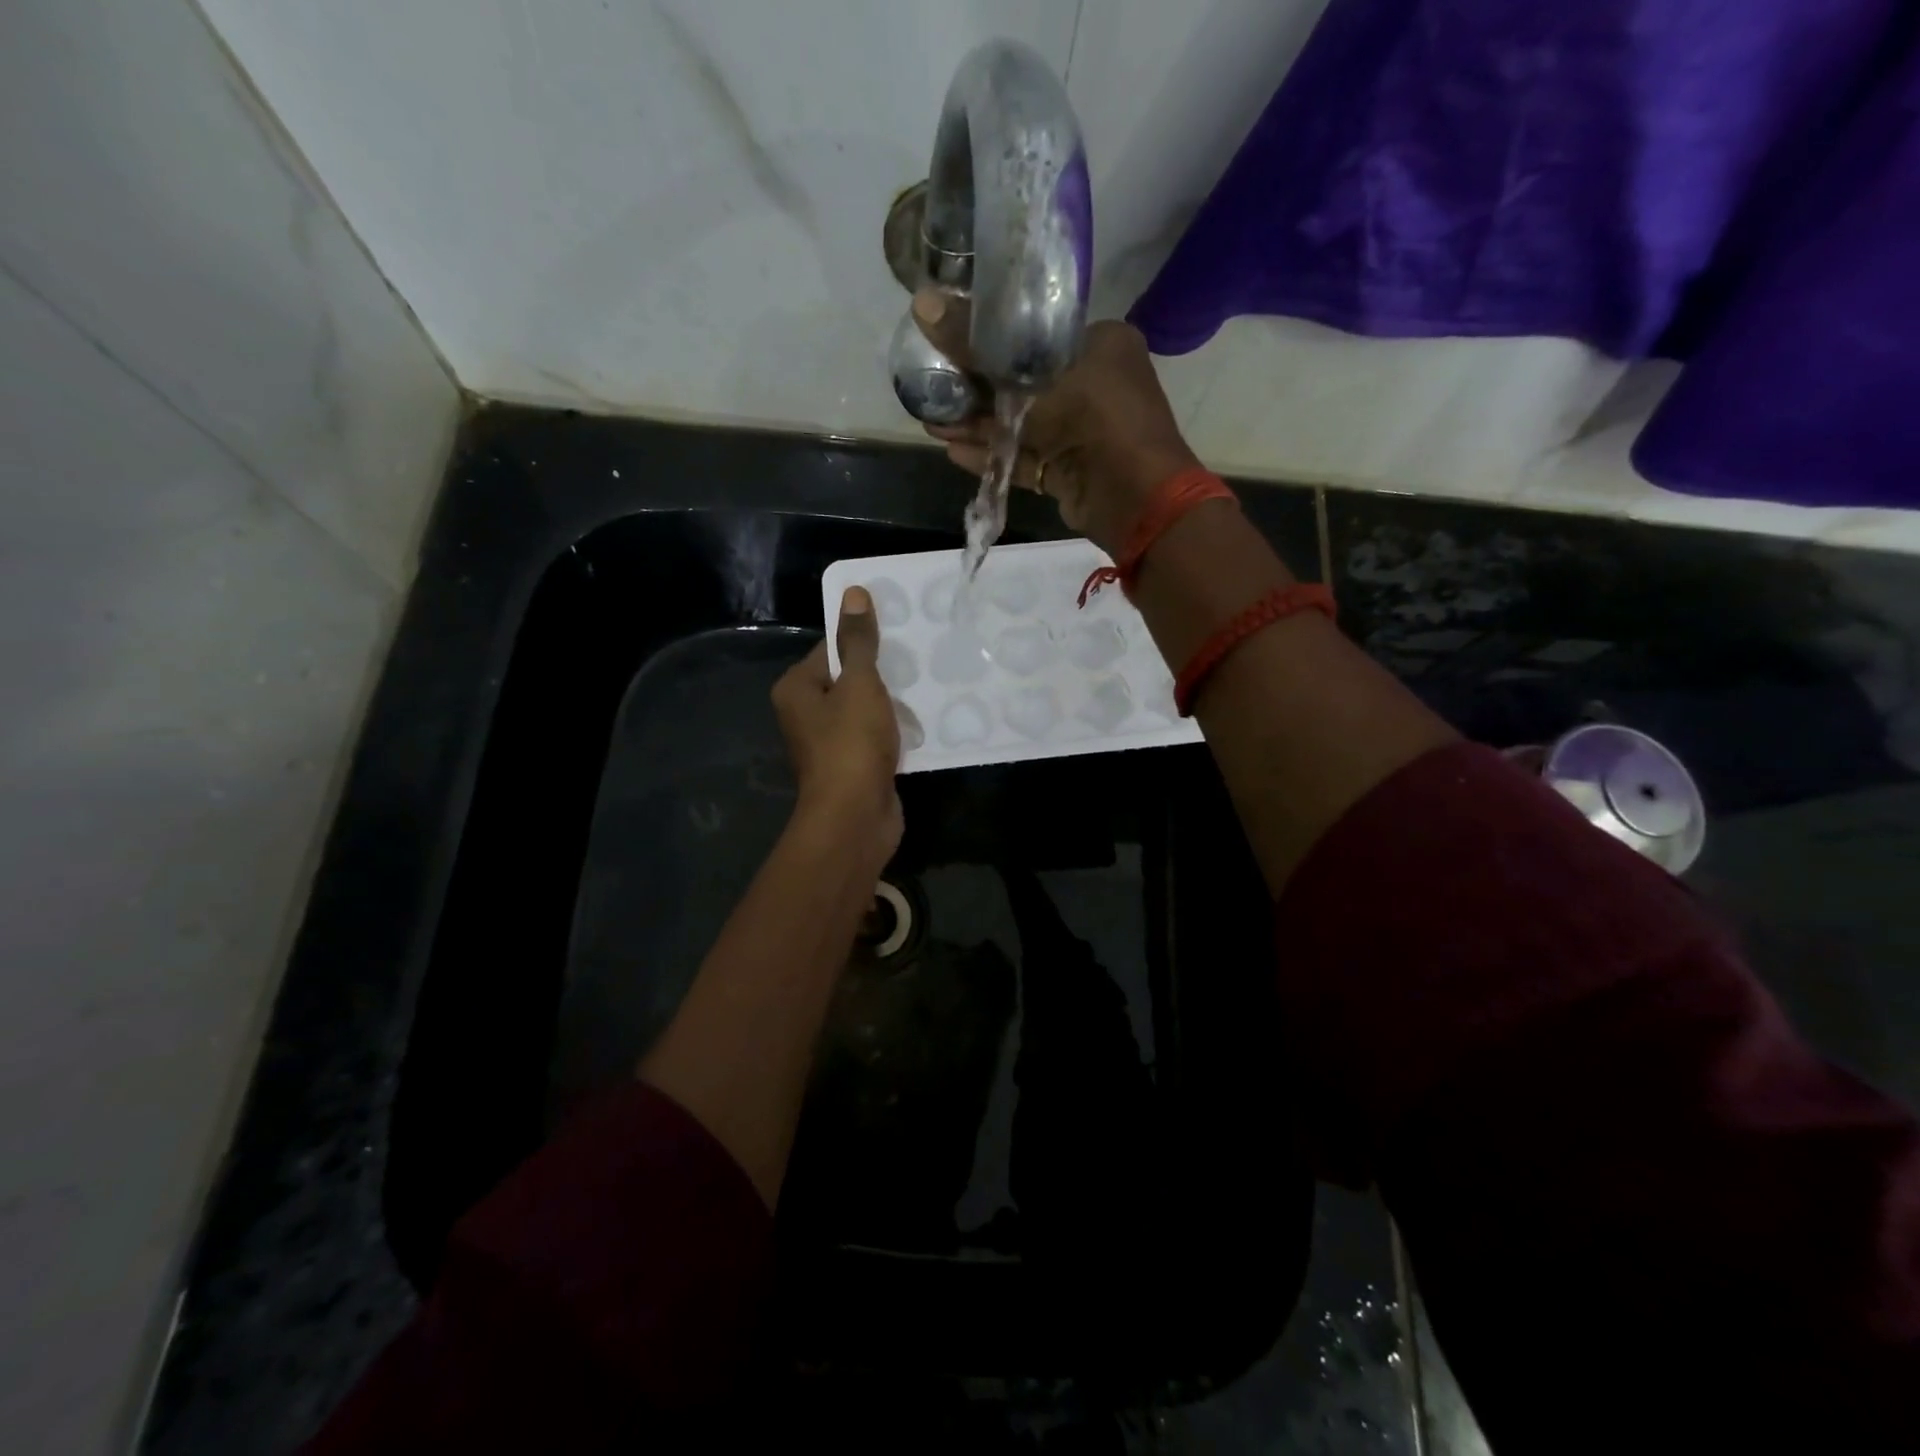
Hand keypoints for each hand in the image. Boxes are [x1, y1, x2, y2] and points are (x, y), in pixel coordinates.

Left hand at [771, 586, 902, 867]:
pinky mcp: (853, 766)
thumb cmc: (851, 743)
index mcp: (797, 689)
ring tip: (926, 686)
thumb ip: (859, 640)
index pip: (831, 649)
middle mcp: (806, 714)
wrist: (855, 817)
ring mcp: (830, 743)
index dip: (863, 639)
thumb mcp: (859, 684)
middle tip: (919, 658)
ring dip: (892, 703)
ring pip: (865, 710)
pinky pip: (876, 737)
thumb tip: (854, 593)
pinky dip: (896, 730)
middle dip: (882, 673)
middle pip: (848, 679)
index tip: (899, 632)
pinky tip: (923, 722)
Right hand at [912, 288, 1201, 553]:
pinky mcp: (1070, 471)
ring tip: (932, 424)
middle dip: (976, 390)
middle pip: (1023, 382)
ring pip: (1021, 425)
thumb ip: (974, 348)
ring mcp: (1082, 432)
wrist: (1134, 495)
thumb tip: (921, 303)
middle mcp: (1094, 384)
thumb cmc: (1092, 416)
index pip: (1037, 334)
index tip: (951, 340)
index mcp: (1100, 344)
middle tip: (932, 387)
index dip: (992, 338)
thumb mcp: (1028, 377)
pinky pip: (1026, 459)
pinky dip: (993, 456)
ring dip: (978, 427)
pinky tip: (953, 452)